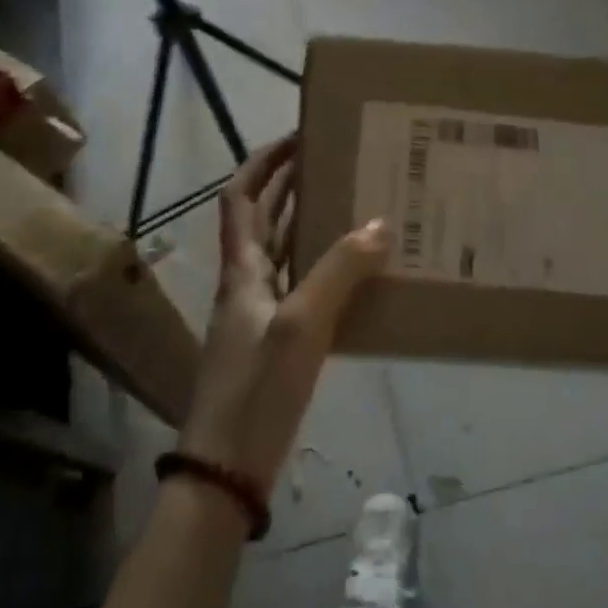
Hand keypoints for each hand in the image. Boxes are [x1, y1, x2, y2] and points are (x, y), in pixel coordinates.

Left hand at [179, 136, 389, 494]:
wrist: (226, 469)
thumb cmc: (256, 391)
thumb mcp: (300, 327)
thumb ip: (339, 273)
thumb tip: (380, 223)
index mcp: (241, 271)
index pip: (241, 198)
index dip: (264, 163)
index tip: (299, 137)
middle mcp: (247, 285)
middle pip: (263, 221)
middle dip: (292, 186)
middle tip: (337, 162)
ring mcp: (260, 316)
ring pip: (283, 255)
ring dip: (309, 225)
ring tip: (353, 205)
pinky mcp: (276, 345)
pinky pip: (300, 291)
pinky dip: (323, 271)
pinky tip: (356, 274)